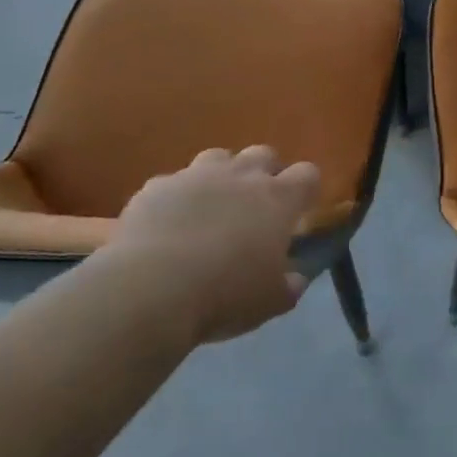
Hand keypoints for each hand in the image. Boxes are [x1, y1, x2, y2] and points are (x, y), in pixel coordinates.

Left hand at [105, 146, 318, 345]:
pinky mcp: (156, 187)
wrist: (149, 290)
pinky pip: (173, 183)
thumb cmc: (224, 295)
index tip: (300, 211)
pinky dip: (176, 198)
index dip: (306, 190)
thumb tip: (295, 278)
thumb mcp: (270, 302)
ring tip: (212, 208)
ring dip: (221, 176)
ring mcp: (196, 176)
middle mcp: (241, 176)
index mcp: (278, 199)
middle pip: (264, 154)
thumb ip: (289, 285)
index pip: (307, 175)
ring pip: (218, 157)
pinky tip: (167, 225)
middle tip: (256, 207)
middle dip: (264, 174)